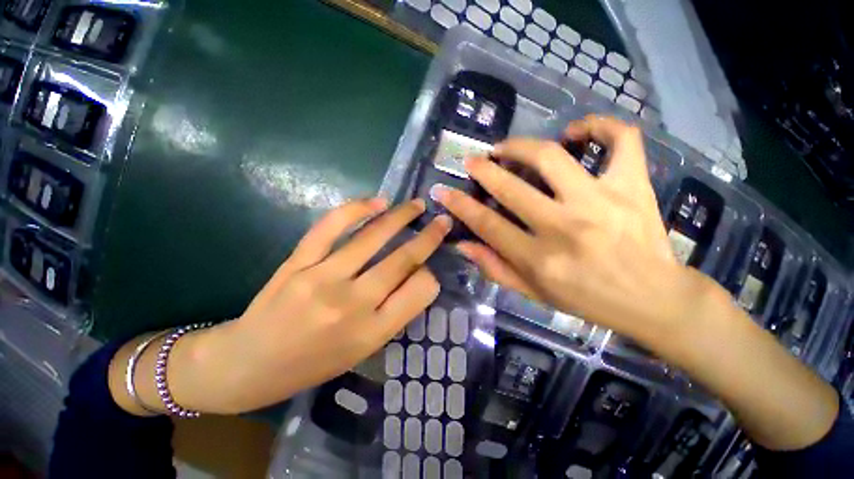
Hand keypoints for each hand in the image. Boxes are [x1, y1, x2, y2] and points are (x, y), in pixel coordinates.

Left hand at [163, 199, 450, 413]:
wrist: (248, 365)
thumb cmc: (311, 364)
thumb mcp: (362, 351)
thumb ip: (392, 314)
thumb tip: (416, 277)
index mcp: (372, 333)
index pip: (420, 292)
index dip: (431, 276)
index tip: (430, 267)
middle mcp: (353, 304)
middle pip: (402, 261)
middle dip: (428, 237)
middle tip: (442, 221)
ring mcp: (323, 279)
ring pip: (372, 238)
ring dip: (400, 216)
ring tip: (415, 205)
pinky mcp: (299, 263)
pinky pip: (332, 227)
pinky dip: (357, 209)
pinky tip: (376, 202)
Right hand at [432, 115, 713, 346]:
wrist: (654, 299)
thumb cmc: (587, 300)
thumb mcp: (533, 294)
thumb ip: (495, 268)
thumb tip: (463, 244)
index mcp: (539, 259)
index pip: (487, 224)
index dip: (460, 205)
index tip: (443, 191)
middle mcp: (564, 228)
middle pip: (511, 187)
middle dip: (483, 170)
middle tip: (474, 161)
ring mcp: (601, 202)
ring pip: (551, 157)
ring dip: (520, 146)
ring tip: (507, 148)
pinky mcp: (633, 187)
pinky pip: (620, 141)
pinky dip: (598, 126)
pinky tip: (576, 132)